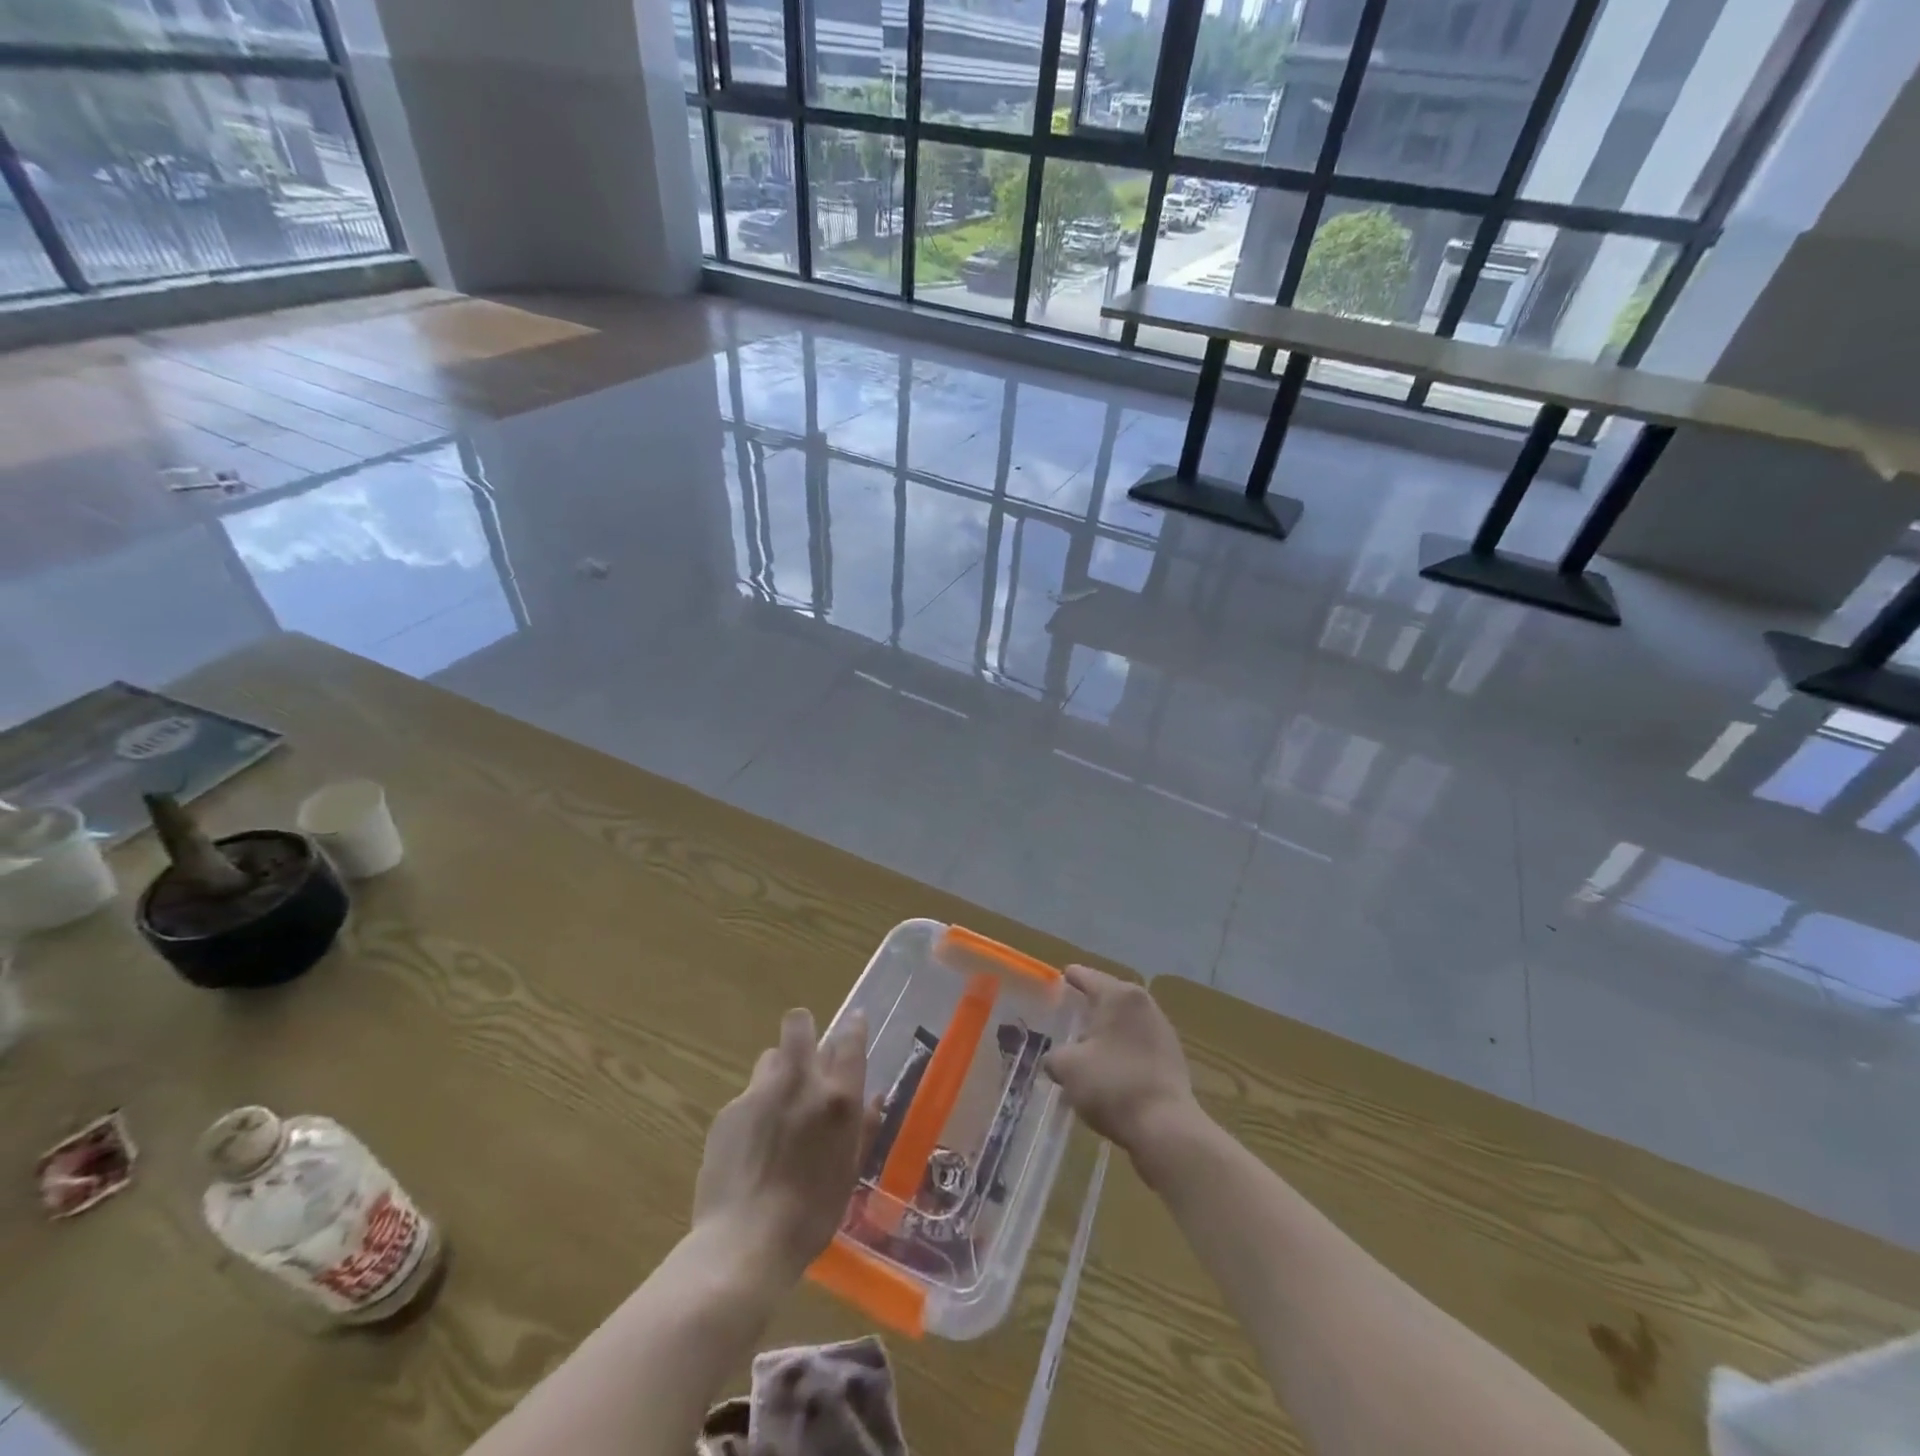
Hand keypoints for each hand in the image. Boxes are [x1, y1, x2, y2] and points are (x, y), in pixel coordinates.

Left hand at [693, 1007, 872, 1284]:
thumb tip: (874, 1098)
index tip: (855, 1021)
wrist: (744, 1244)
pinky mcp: (728, 1111)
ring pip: (771, 1057)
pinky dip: (754, 1110)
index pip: (849, 1040)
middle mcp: (800, 1082)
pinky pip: (747, 1095)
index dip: (853, 1026)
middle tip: (806, 1054)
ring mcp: (759, 1093)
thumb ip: (863, 1128)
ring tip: (777, 1106)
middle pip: (799, 1023)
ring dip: (779, 1071)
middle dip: (803, 1029)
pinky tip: (752, 1146)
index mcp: (838, 1098)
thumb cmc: (811, 1215)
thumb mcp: (849, 1172)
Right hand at [1044, 966, 1201, 1160]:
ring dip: (1107, 1031)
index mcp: (1118, 995)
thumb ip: (1055, 1056)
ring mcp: (1162, 1029)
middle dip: (1089, 1006)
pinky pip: (1138, 1043)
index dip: (1070, 978)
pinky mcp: (1172, 1056)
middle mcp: (1144, 1003)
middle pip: (1109, 997)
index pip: (1087, 976)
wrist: (1166, 1127)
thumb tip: (1056, 1060)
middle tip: (1068, 1015)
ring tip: (1086, 1046)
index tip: (1059, 979)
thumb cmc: (1112, 1085)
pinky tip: (1110, 1068)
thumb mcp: (1068, 1068)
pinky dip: (1122, 1049)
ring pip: (1125, 1022)